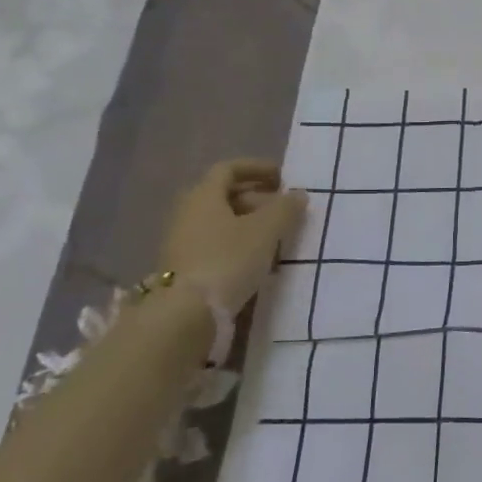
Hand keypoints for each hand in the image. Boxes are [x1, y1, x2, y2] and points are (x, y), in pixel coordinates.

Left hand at [158, 159, 306, 314]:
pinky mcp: (184, 266)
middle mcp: (188, 212)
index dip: (257, 168)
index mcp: (204, 196)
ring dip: (249, 223)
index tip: (282, 177)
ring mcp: (182, 241)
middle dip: (257, 198)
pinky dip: (238, 243)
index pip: (229, 169)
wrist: (185, 313)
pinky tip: (257, 260)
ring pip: (220, 221)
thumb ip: (285, 209)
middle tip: (284, 210)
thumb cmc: (227, 260)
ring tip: (276, 236)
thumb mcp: (265, 231)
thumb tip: (298, 194)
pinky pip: (215, 243)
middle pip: (224, 195)